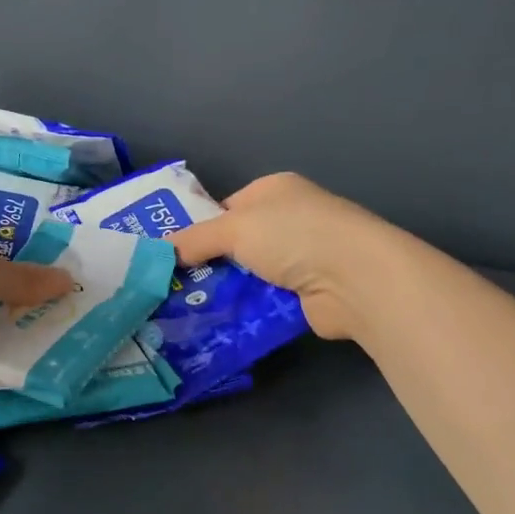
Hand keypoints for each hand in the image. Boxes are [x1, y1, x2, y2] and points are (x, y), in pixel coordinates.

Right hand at [167, 173, 386, 339]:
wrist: (354, 278)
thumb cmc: (293, 235)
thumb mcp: (233, 227)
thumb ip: (195, 239)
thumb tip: (161, 252)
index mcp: (274, 190)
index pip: (227, 207)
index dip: (200, 228)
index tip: (173, 254)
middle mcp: (289, 220)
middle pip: (237, 244)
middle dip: (209, 264)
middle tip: (173, 287)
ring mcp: (301, 258)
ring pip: (249, 275)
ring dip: (226, 291)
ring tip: (187, 310)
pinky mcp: (307, 294)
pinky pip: (265, 300)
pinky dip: (247, 310)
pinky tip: (219, 323)